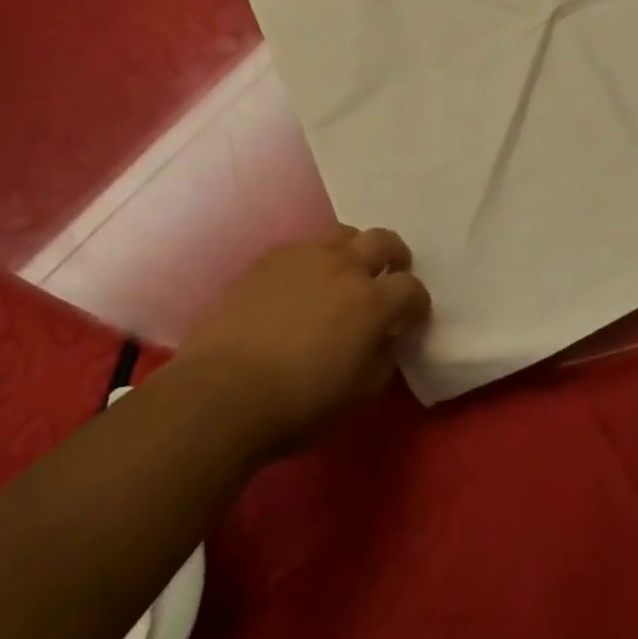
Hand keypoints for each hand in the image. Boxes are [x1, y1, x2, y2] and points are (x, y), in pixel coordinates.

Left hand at [171, 227, 431, 459]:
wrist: (220, 393)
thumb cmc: (296, 404)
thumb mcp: (357, 396)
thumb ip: (382, 360)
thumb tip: (386, 340)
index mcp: (372, 302)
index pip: (411, 289)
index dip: (417, 304)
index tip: (412, 319)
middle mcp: (344, 267)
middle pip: (383, 241)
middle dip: (395, 256)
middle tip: (390, 275)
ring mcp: (304, 257)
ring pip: (343, 234)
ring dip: (354, 250)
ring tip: (345, 273)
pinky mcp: (269, 259)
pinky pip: (303, 247)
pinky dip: (314, 261)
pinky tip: (301, 284)